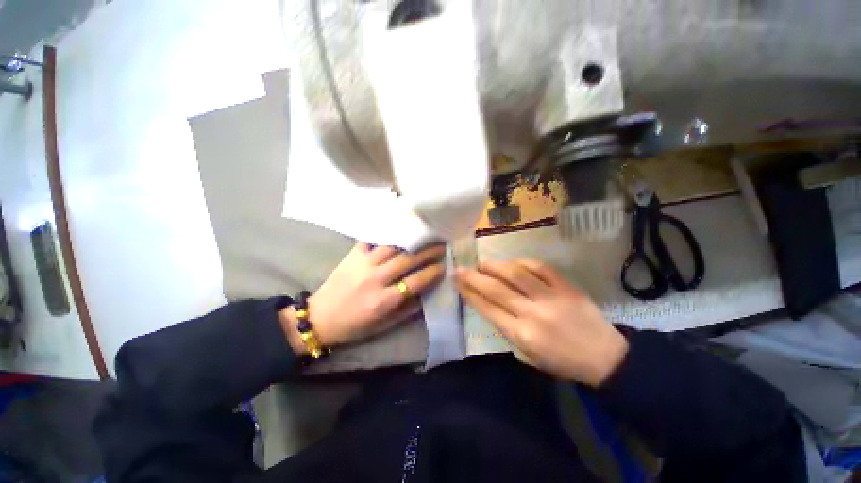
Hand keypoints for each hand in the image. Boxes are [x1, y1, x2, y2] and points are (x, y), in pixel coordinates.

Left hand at [281, 242, 445, 352]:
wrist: (319, 317)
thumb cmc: (354, 325)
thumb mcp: (384, 325)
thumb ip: (407, 309)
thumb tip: (426, 292)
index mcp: (383, 300)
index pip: (415, 282)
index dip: (432, 272)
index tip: (443, 266)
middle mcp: (375, 279)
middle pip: (407, 260)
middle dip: (427, 251)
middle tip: (441, 245)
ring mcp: (363, 263)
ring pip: (392, 246)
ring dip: (411, 239)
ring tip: (424, 234)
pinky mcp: (353, 255)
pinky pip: (372, 239)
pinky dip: (387, 233)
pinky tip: (399, 228)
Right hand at [455, 259, 627, 385]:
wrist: (605, 357)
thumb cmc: (562, 362)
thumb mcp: (528, 355)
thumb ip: (507, 328)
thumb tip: (488, 303)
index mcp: (523, 336)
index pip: (488, 309)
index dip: (469, 293)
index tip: (457, 282)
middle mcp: (534, 314)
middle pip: (496, 289)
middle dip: (473, 277)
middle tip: (460, 268)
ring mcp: (552, 298)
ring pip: (516, 274)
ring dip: (495, 266)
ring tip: (483, 263)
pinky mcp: (567, 288)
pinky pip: (541, 268)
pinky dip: (523, 262)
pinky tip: (512, 262)